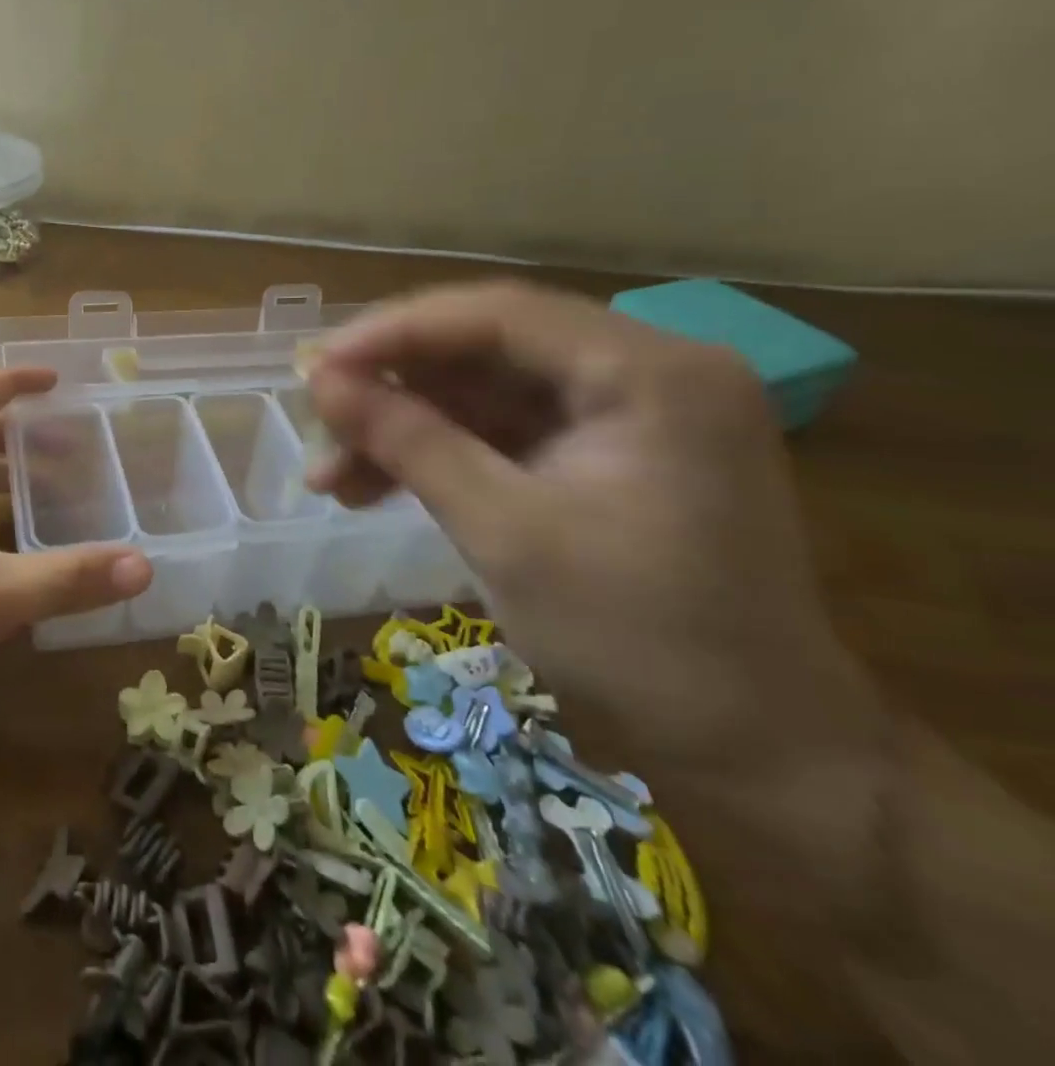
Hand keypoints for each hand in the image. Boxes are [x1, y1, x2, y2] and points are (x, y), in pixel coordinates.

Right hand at [305, 281, 880, 773]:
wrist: (755, 755)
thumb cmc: (637, 641)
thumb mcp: (504, 531)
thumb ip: (409, 441)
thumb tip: (319, 380)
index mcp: (652, 372)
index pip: (499, 314)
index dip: (394, 333)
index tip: (314, 366)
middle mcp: (647, 370)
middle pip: (486, 348)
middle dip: (393, 389)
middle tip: (317, 425)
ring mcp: (628, 413)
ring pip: (483, 392)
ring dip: (404, 428)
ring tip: (330, 477)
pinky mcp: (606, 452)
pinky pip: (502, 431)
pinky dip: (439, 455)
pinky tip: (373, 487)